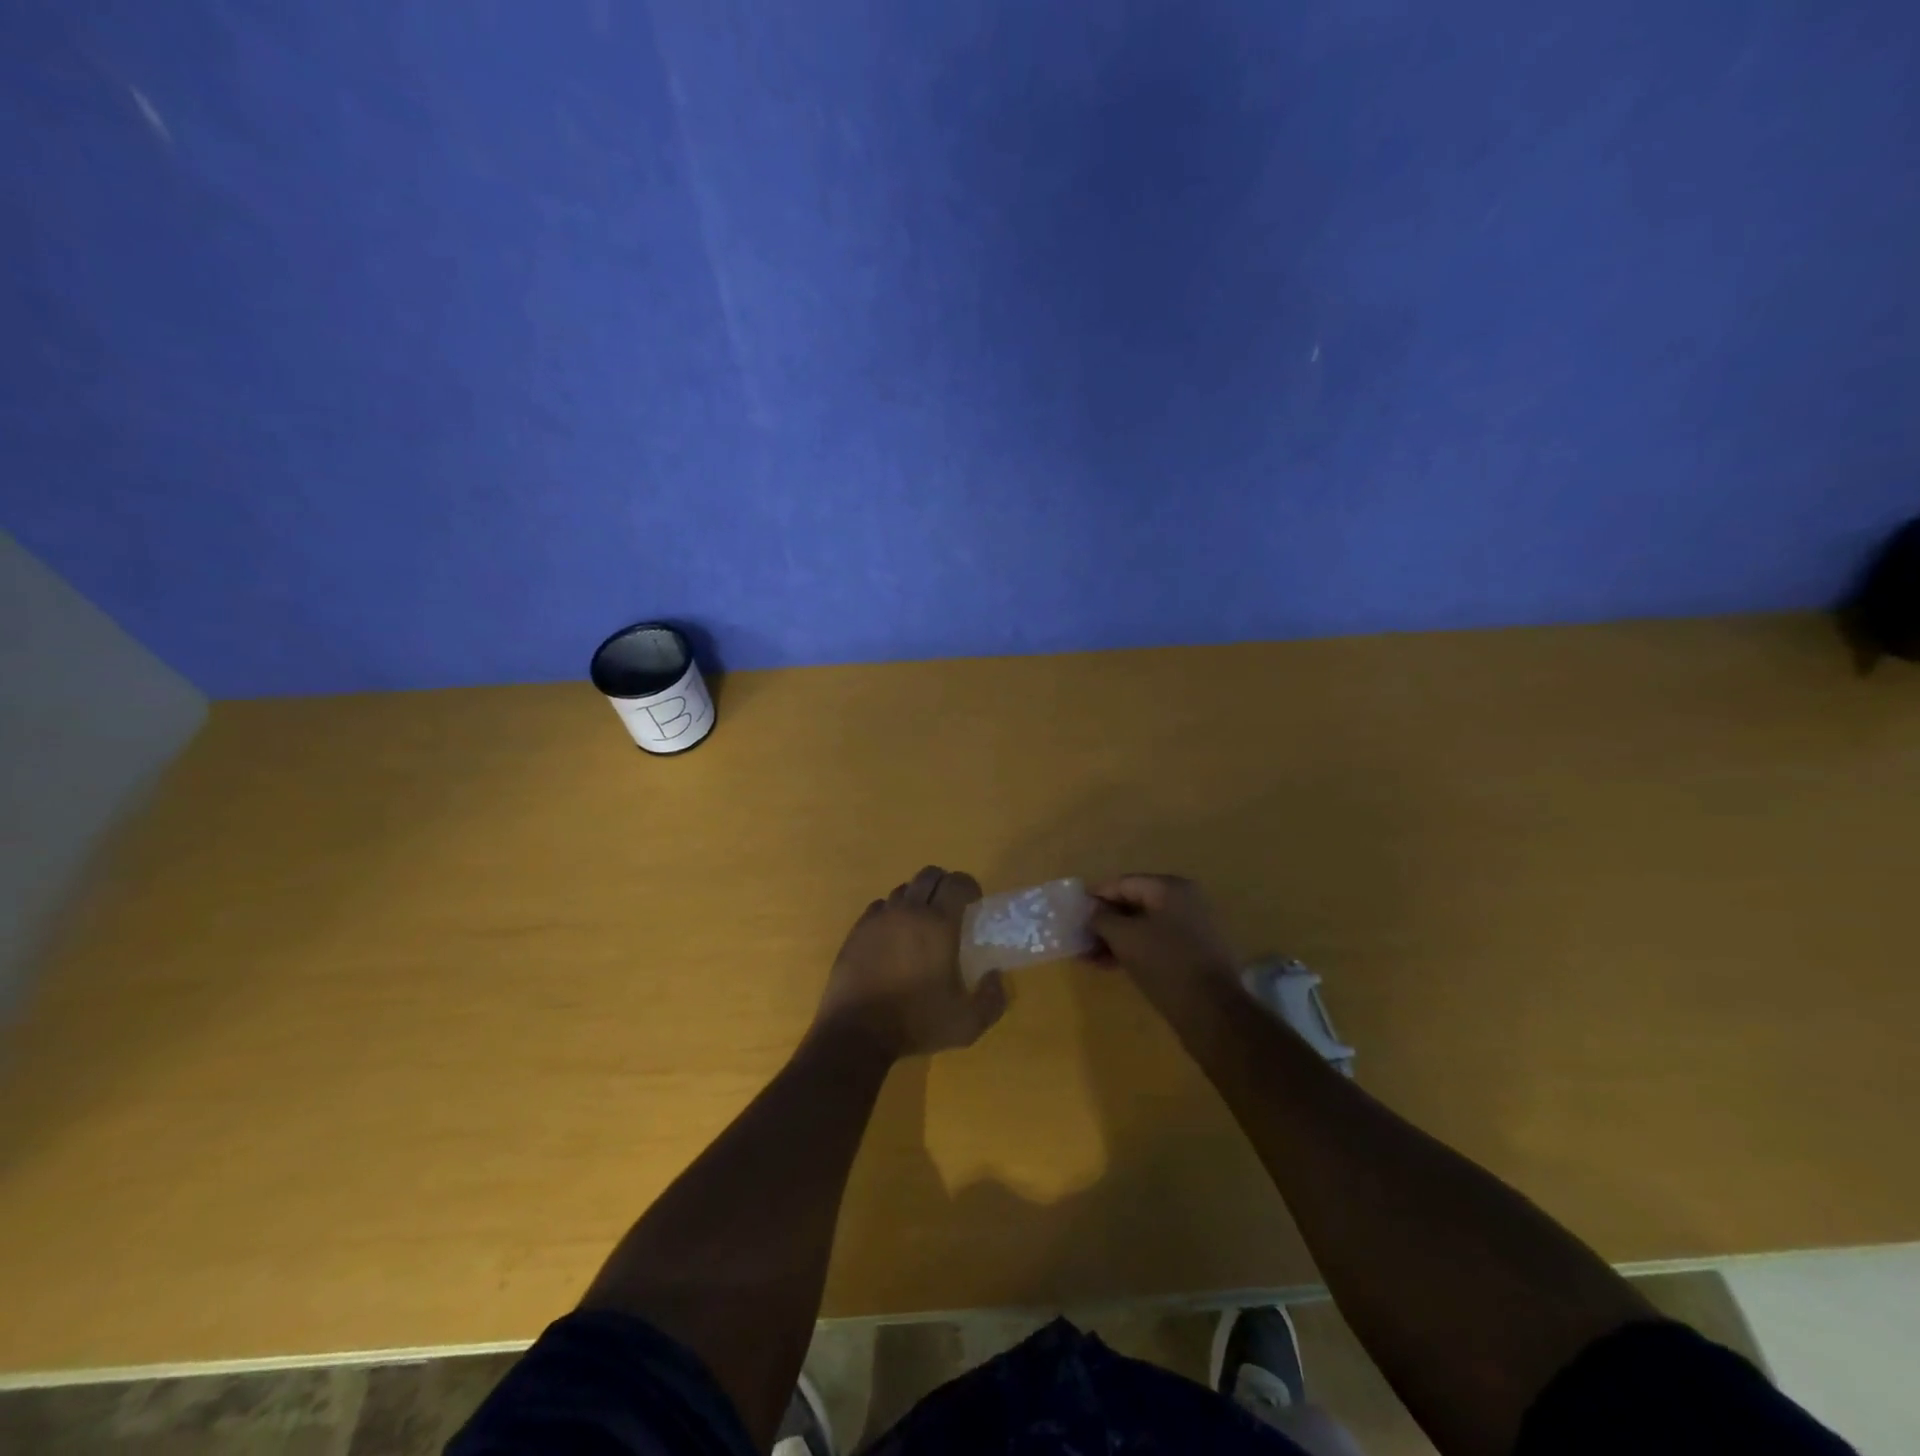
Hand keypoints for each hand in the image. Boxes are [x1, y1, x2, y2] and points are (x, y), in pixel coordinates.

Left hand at [813, 866, 1007, 1060]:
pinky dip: (891, 914)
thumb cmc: (916, 1022)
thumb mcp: (967, 1024)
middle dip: (944, 884)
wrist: (856, 1032)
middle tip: (951, 908)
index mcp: (939, 924)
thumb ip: (992, 999)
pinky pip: (879, 907)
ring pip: (903, 890)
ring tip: (921, 924)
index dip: (969, 887)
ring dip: (917, 899)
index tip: (974, 903)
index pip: (957, 882)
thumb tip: (995, 976)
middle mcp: (909, 911)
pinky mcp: (857, 930)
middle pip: (929, 875)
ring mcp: (879, 918)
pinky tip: (893, 937)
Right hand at [1088, 874, 1240, 1013]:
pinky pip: (1157, 942)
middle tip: (1080, 938)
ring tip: (1090, 957)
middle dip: (1105, 922)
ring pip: (1144, 926)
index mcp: (1170, 888)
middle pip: (1134, 903)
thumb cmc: (1165, 964)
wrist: (1213, 1012)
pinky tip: (1111, 965)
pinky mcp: (1195, 952)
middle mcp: (1185, 900)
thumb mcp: (1125, 938)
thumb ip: (1102, 918)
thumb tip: (1090, 908)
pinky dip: (1134, 950)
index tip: (1073, 914)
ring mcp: (1193, 926)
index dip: (1095, 898)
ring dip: (1116, 939)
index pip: (1123, 883)